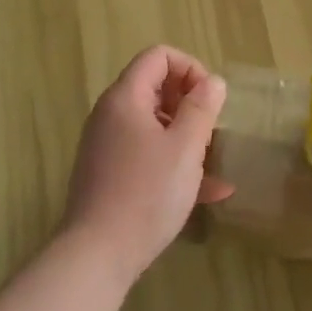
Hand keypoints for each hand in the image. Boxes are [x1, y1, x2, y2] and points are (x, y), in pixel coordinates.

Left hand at [62, 46, 231, 283]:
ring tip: (214, 160)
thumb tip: (213, 82)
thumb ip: (202, 108)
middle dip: (191, 104)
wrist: (97, 254)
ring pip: (155, 125)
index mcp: (126, 98)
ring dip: (187, 136)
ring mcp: (108, 146)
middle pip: (155, 88)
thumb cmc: (147, 193)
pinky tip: (210, 192)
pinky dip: (174, 163)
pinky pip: (147, 155)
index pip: (158, 56)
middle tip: (213, 131)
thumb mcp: (185, 147)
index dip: (190, 68)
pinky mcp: (110, 175)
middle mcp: (112, 115)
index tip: (211, 99)